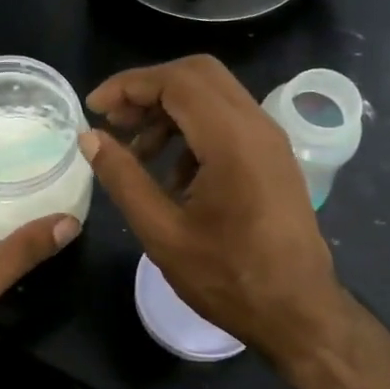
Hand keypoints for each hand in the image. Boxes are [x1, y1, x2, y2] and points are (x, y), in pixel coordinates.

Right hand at [81, 55, 349, 369]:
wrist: (299, 313)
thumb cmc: (228, 278)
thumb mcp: (162, 232)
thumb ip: (123, 177)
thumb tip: (90, 137)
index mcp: (232, 140)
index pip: (176, 81)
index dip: (128, 86)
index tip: (93, 109)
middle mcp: (257, 126)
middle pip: (198, 75)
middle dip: (149, 90)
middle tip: (114, 121)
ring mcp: (271, 141)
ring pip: (214, 96)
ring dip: (170, 111)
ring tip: (137, 151)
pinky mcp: (274, 158)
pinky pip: (229, 122)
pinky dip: (193, 130)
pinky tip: (173, 176)